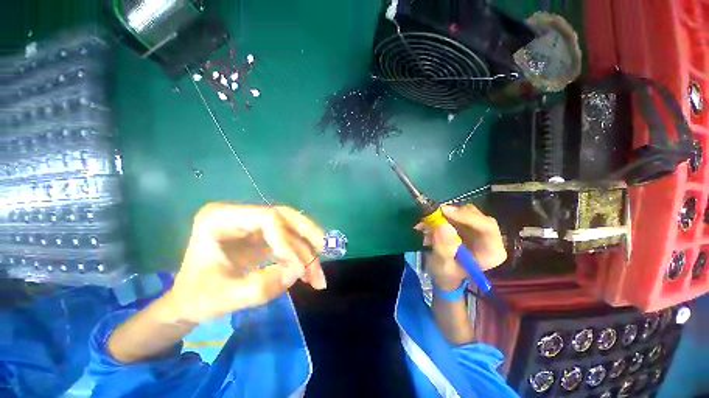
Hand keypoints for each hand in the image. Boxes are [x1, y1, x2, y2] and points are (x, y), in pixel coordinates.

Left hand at [167, 203, 325, 323]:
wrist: (188, 301)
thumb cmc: (197, 298)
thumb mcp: (223, 299)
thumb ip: (260, 287)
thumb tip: (297, 271)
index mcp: (220, 218)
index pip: (268, 219)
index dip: (288, 241)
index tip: (299, 268)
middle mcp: (239, 214)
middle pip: (284, 216)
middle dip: (307, 235)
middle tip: (324, 251)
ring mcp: (252, 223)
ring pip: (291, 226)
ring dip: (308, 246)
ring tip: (318, 269)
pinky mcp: (261, 235)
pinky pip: (289, 238)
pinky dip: (301, 252)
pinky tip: (309, 269)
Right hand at [415, 204, 506, 290]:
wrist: (446, 276)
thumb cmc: (447, 276)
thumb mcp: (443, 267)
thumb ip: (443, 250)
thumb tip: (442, 227)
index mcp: (492, 251)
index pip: (487, 227)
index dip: (466, 216)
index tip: (444, 211)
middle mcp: (489, 237)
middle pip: (475, 215)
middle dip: (451, 215)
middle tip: (430, 217)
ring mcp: (478, 229)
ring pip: (463, 212)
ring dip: (443, 216)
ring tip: (426, 227)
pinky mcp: (467, 224)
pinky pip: (455, 213)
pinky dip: (440, 217)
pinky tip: (429, 227)